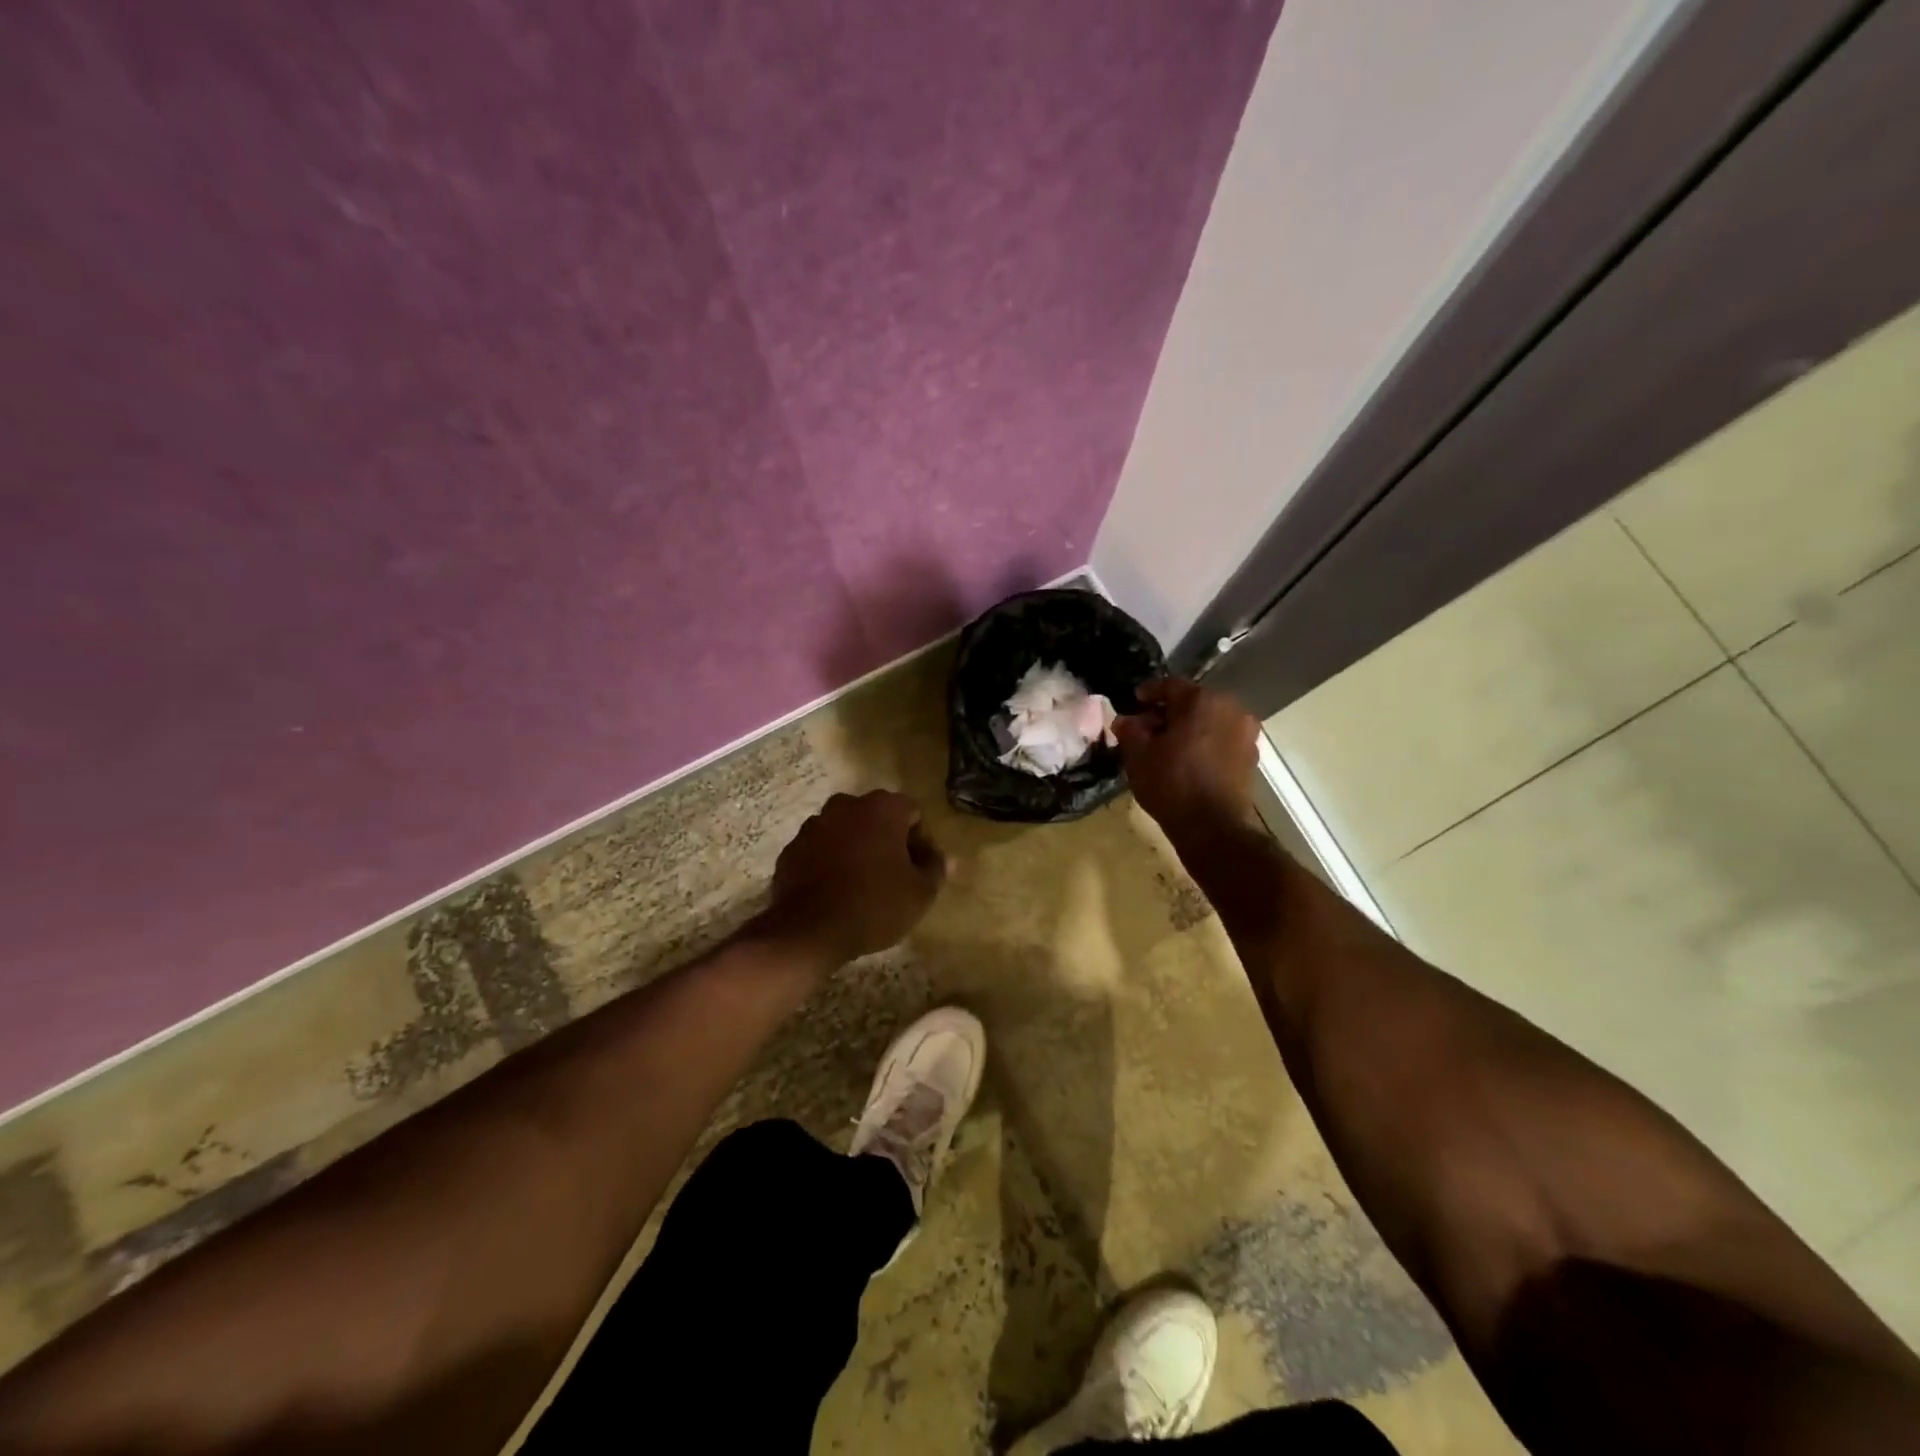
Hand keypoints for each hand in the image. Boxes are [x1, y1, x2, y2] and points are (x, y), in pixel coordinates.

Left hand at [758, 791, 945, 967]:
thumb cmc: (875, 905)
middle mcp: (846, 805)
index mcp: (882, 807)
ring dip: (856, 849)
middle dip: (887, 840)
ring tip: (861, 885)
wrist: (809, 930)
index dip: (920, 841)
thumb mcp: (920, 893)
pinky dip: (829, 862)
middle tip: (893, 876)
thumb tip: (946, 858)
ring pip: (846, 831)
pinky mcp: (792, 848)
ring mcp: (814, 825)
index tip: (919, 869)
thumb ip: (936, 869)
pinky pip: (820, 849)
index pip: (912, 813)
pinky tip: (835, 891)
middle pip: (876, 817)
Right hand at [1114, 679, 1259, 832]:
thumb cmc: (1172, 784)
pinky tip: (1186, 761)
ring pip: (1208, 721)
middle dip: (1167, 713)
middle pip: (1192, 703)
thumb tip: (1125, 720)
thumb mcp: (1138, 756)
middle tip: (1145, 729)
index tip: (1133, 703)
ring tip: (1165, 748)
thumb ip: (1129, 731)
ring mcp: (1245, 733)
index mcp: (1202, 700)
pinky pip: (1221, 740)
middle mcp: (1230, 708)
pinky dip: (1203, 744)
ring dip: (1187, 729)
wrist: (1214, 828)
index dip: (1148, 693)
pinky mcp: (1251, 757)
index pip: (1169, 685)